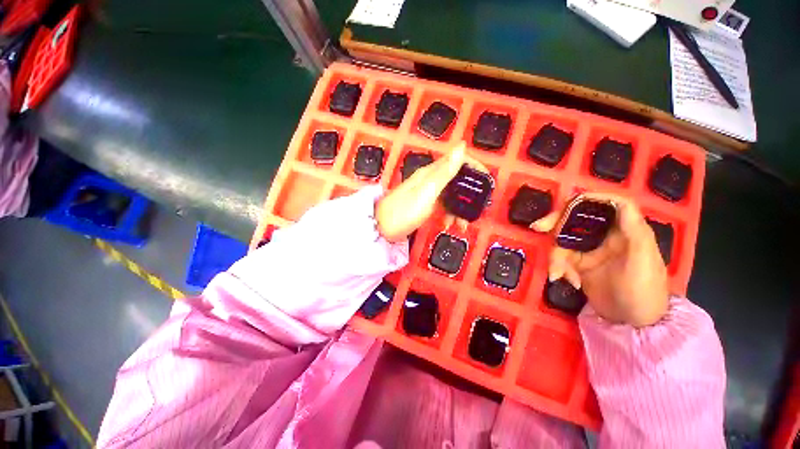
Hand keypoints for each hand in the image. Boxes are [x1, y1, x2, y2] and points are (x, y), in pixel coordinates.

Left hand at [376, 142, 486, 242]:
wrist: (381, 229)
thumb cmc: (404, 211)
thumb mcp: (427, 192)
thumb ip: (445, 172)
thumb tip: (462, 146)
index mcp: (431, 172)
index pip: (457, 160)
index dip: (474, 166)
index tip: (487, 180)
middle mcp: (430, 179)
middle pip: (456, 179)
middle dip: (468, 194)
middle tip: (476, 209)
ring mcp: (427, 193)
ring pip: (450, 195)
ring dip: (459, 208)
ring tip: (461, 225)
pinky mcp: (424, 205)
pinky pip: (442, 206)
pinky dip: (448, 214)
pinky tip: (447, 225)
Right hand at [534, 193, 669, 326]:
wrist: (633, 323)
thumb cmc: (645, 290)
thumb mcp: (644, 261)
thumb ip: (634, 231)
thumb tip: (618, 202)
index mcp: (626, 230)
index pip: (609, 204)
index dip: (590, 198)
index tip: (568, 202)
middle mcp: (606, 235)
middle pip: (578, 218)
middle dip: (556, 222)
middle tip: (538, 228)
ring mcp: (590, 249)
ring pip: (564, 239)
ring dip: (556, 255)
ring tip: (559, 274)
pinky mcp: (579, 263)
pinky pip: (561, 257)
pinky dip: (558, 267)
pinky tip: (564, 279)